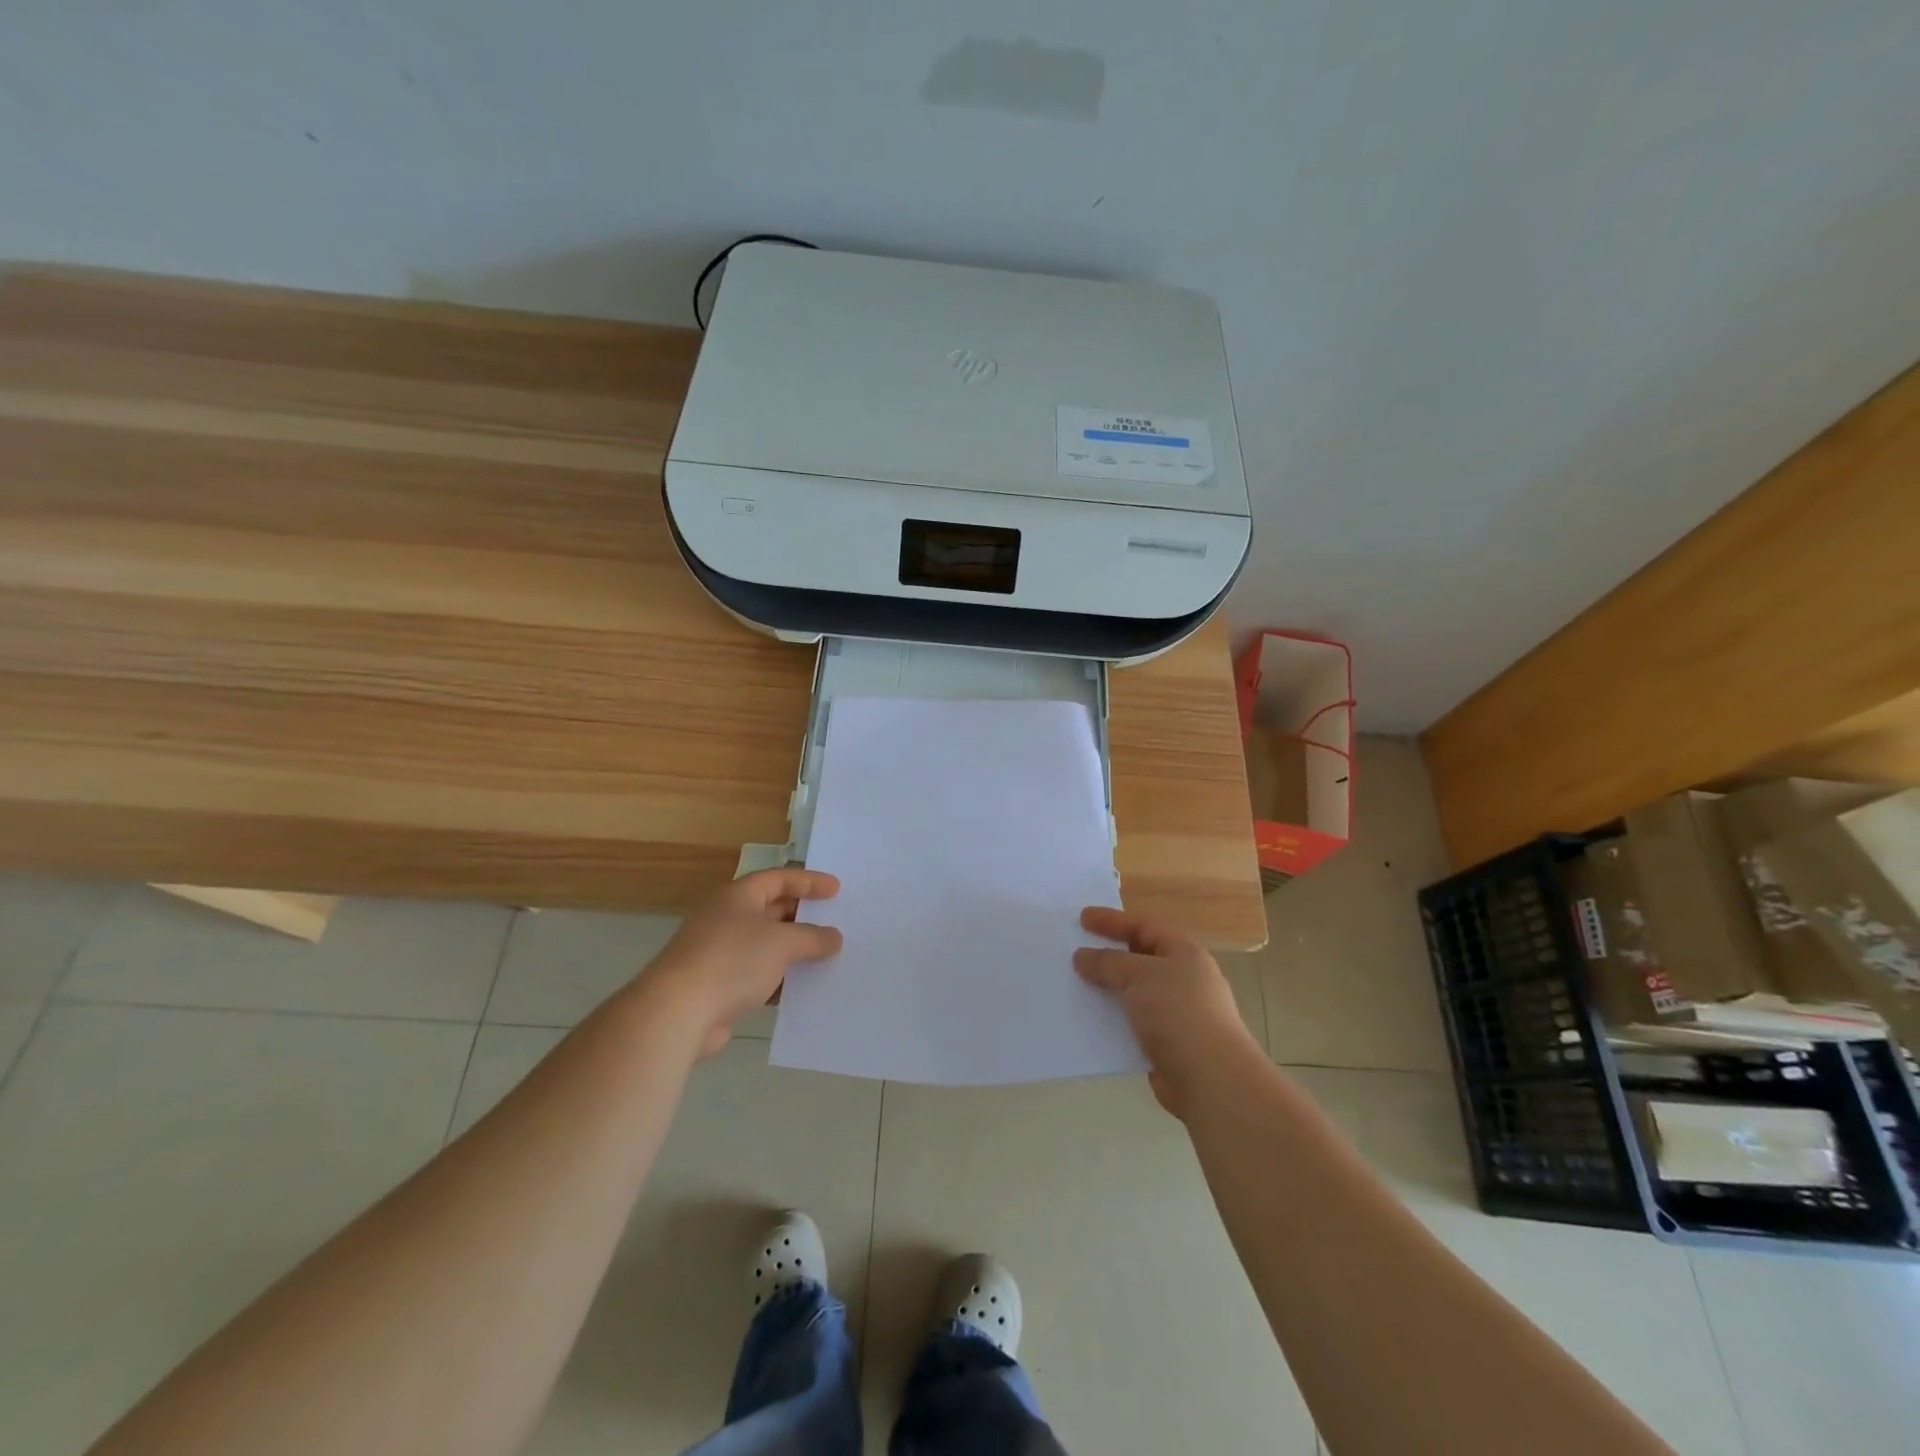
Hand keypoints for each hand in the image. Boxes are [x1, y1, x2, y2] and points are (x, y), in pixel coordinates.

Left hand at [640, 869, 842, 1056]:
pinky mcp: (716, 985)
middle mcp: (726, 918)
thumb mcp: (782, 943)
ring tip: (825, 956)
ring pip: (764, 944)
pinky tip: (800, 989)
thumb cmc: (732, 961)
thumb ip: (812, 937)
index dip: (808, 882)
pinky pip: (756, 974)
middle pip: (771, 909)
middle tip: (834, 922)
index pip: (778, 878)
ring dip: (792, 950)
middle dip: (802, 916)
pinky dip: (778, 978)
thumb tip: (834, 938)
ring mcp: (718, 952)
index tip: (837, 890)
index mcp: (737, 896)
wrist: (677, 1012)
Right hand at [1075, 907, 1260, 1116]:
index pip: (1144, 926)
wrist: (1210, 1079)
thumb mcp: (1139, 975)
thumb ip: (1107, 963)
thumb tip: (1082, 956)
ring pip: (1134, 993)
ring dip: (1107, 989)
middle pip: (1140, 958)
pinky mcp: (1167, 1044)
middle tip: (1075, 951)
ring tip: (1075, 985)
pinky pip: (1132, 1022)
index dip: (1113, 920)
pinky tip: (1089, 1020)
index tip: (1082, 919)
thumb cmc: (1178, 1013)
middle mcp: (1183, 980)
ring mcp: (1177, 1014)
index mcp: (1184, 954)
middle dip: (1108, 954)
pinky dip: (1112, 1019)